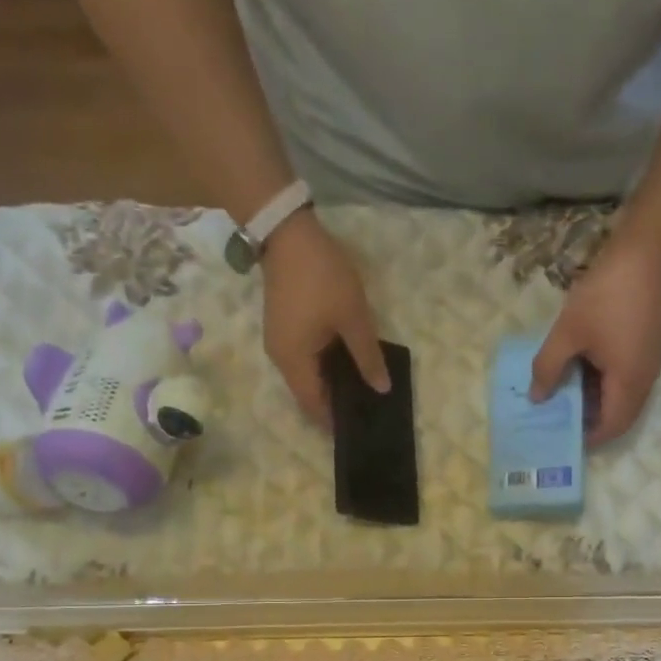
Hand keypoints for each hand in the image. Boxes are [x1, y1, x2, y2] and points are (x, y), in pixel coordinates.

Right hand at [261, 211, 388, 424]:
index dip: (335, 421)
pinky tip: (347, 363)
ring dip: (331, 384)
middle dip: (335, 404)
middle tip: (368, 409)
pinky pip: (305, 360)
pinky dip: (324, 367)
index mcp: (294, 362)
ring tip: (362, 388)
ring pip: (307, 377)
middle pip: (308, 394)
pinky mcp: (283, 328)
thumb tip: (381, 389)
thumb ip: (368, 357)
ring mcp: (279, 343)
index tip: (360, 428)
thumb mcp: (353, 318)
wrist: (288, 232)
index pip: (314, 406)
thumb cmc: (323, 278)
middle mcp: (281, 360)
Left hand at [530, 234, 660, 445]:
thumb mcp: (567, 333)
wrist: (649, 251)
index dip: (588, 437)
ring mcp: (650, 361)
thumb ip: (548, 369)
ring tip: (563, 391)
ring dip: (595, 398)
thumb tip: (537, 398)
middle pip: (619, 415)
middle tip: (557, 415)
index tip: (561, 435)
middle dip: (589, 419)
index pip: (612, 427)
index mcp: (629, 383)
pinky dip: (603, 380)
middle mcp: (645, 379)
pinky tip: (580, 366)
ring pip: (622, 395)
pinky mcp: (649, 345)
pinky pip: (626, 376)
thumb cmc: (606, 296)